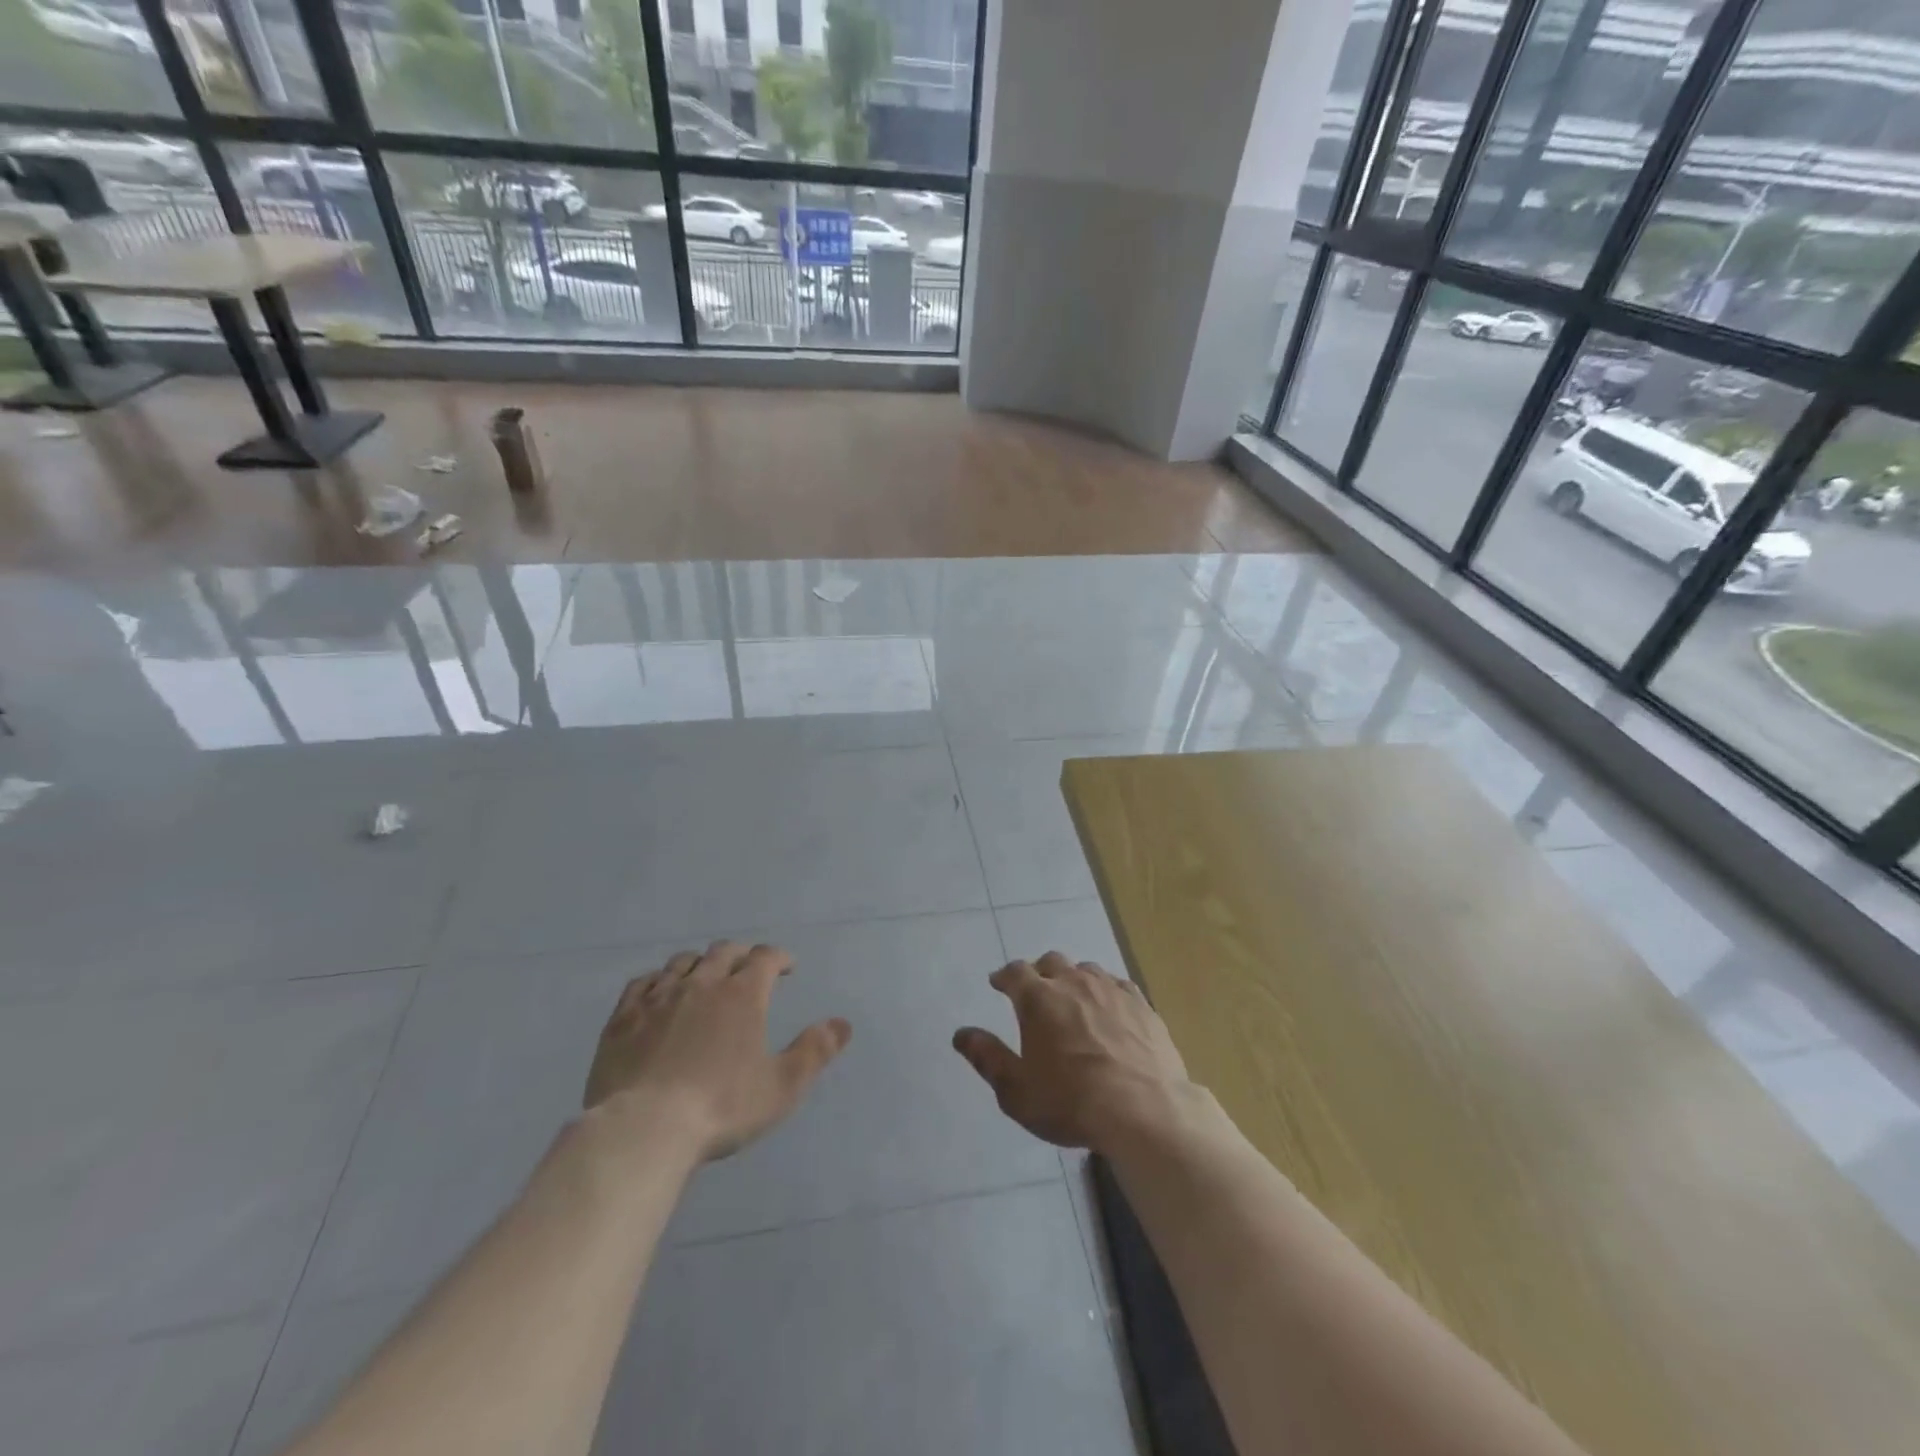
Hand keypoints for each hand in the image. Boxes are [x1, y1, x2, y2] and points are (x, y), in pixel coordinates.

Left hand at [585, 941, 851, 1161]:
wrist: (644, 1129)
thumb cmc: (721, 1107)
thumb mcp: (781, 1086)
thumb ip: (814, 1051)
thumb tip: (843, 1023)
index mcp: (743, 994)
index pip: (765, 957)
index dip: (779, 957)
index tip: (787, 967)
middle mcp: (702, 983)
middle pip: (724, 952)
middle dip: (742, 955)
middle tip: (749, 969)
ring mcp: (659, 997)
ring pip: (683, 962)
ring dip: (701, 963)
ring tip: (705, 977)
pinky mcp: (624, 1017)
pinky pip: (643, 982)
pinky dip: (658, 980)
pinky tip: (660, 992)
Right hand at [953, 951, 1192, 1151]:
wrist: (1144, 1110)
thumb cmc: (1071, 1102)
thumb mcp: (1016, 1091)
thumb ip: (987, 1058)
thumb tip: (961, 1034)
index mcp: (1038, 999)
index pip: (1014, 972)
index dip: (1004, 976)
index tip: (998, 983)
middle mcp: (1073, 982)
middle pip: (1051, 962)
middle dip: (1039, 972)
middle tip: (1035, 991)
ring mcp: (1111, 989)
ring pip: (1086, 970)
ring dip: (1074, 979)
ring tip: (1073, 999)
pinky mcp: (1142, 1004)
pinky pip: (1118, 985)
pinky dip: (1106, 992)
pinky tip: (1110, 1009)